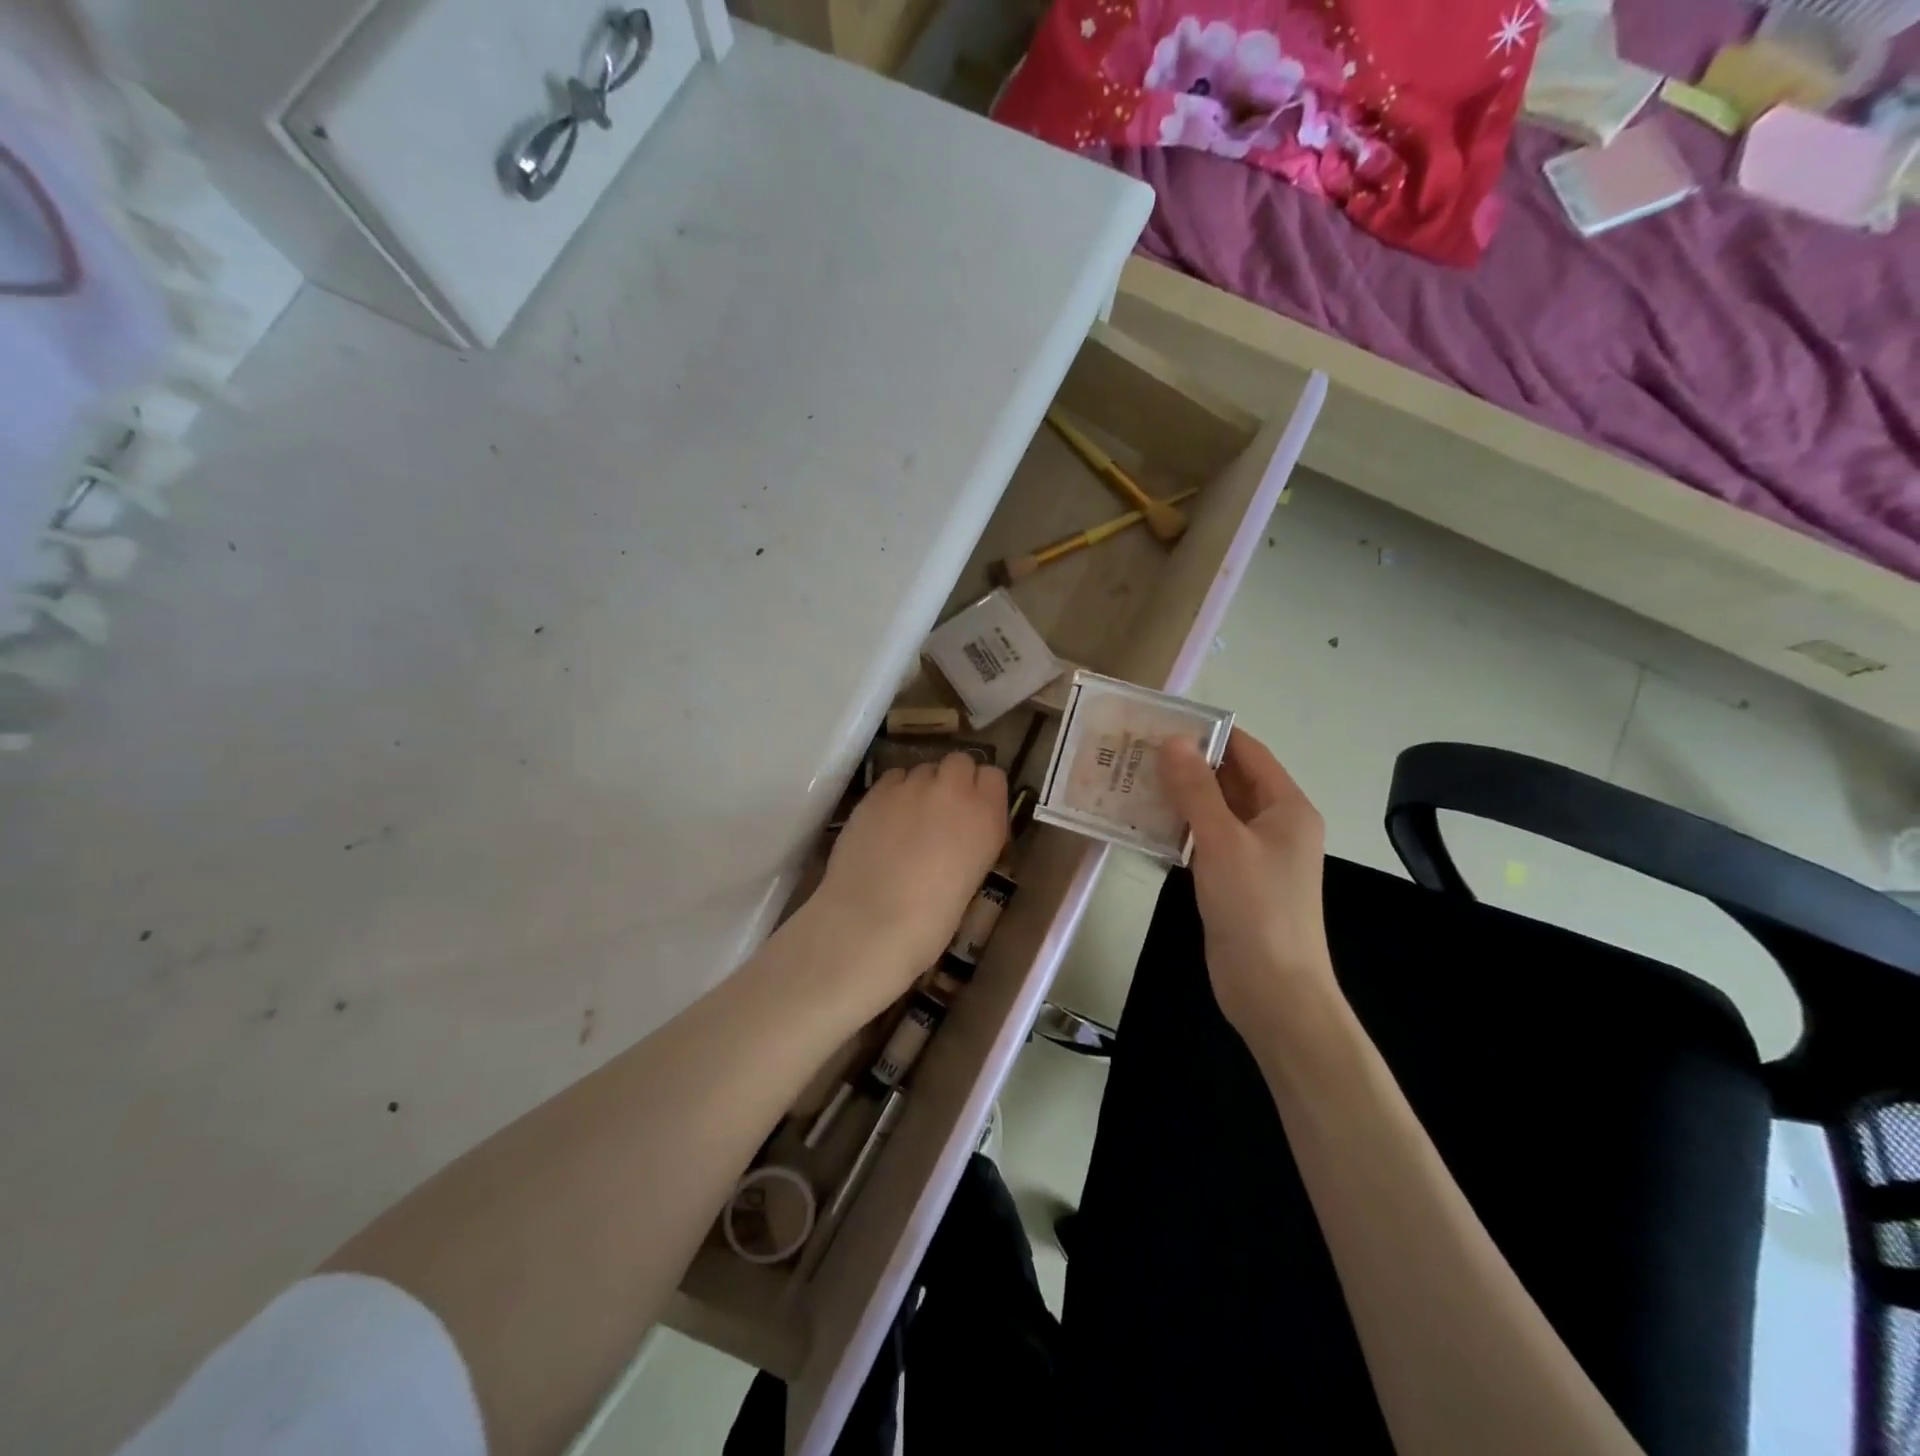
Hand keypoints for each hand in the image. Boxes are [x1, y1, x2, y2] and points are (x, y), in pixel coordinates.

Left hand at [810, 752, 1008, 1003]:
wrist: (873, 922)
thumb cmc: (932, 919)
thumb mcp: (972, 876)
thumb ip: (972, 840)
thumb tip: (960, 833)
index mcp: (987, 816)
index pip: (993, 776)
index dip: (982, 789)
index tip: (973, 809)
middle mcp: (954, 791)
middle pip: (959, 762)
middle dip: (953, 780)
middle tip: (941, 810)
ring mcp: (912, 786)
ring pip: (923, 769)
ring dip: (921, 787)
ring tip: (908, 819)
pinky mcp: (877, 791)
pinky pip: (893, 778)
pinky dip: (893, 792)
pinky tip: (884, 820)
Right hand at [1160, 730, 1337, 1035]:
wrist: (1273, 991)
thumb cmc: (1256, 908)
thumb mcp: (1223, 841)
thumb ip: (1196, 790)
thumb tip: (1173, 740)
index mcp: (1286, 808)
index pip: (1248, 752)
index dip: (1210, 733)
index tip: (1163, 720)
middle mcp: (1273, 825)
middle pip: (1229, 780)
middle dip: (1187, 764)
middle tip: (1136, 748)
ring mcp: (1253, 855)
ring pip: (1213, 812)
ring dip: (1178, 797)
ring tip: (1131, 778)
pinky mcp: (1233, 880)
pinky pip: (1204, 842)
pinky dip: (1178, 830)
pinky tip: (1142, 823)